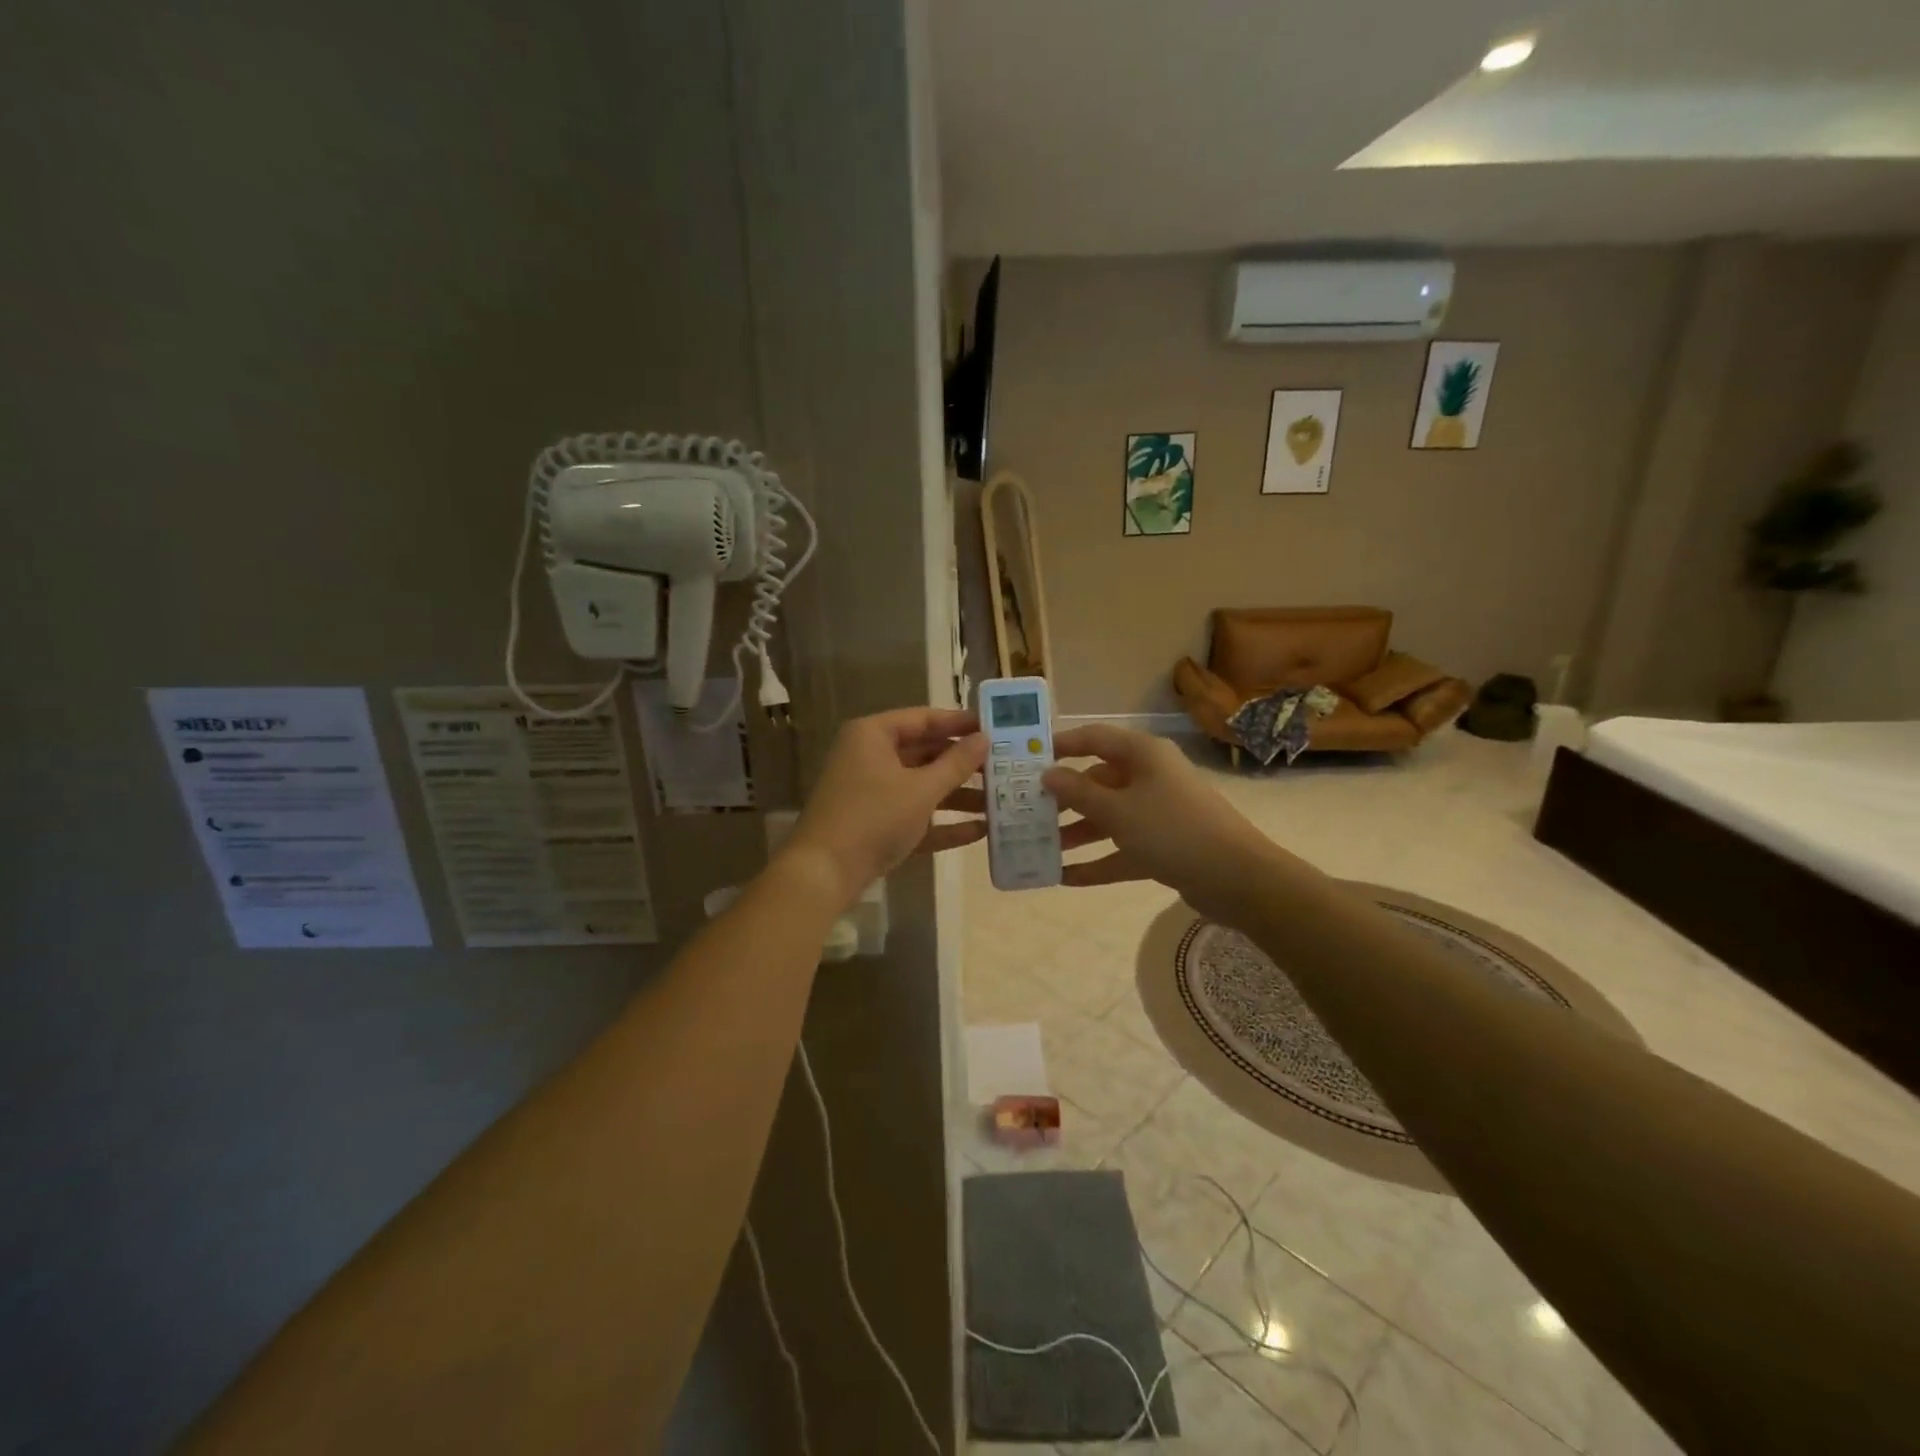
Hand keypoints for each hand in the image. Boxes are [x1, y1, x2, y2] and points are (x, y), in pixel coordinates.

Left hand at [779, 707, 986, 910]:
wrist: (824, 873)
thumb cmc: (873, 817)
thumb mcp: (921, 789)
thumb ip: (956, 763)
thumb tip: (984, 738)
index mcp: (874, 735)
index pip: (924, 719)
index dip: (960, 722)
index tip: (996, 727)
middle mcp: (870, 757)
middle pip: (925, 753)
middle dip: (964, 764)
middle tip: (1003, 767)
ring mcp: (872, 793)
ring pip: (922, 787)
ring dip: (959, 796)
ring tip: (1000, 803)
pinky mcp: (876, 825)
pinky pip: (915, 816)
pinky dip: (943, 823)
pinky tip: (980, 831)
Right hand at [1043, 724, 1279, 925]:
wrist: (1237, 878)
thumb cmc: (1171, 830)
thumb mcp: (1117, 810)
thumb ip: (1078, 793)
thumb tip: (1048, 773)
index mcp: (1142, 755)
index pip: (1094, 738)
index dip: (1061, 745)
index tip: (1027, 758)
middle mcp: (1150, 777)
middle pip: (1098, 781)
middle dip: (1064, 798)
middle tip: (1027, 810)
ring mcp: (1158, 813)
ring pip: (1108, 817)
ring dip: (1077, 833)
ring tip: (1040, 848)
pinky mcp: (1164, 846)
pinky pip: (1122, 849)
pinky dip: (1098, 861)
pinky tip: (1066, 878)